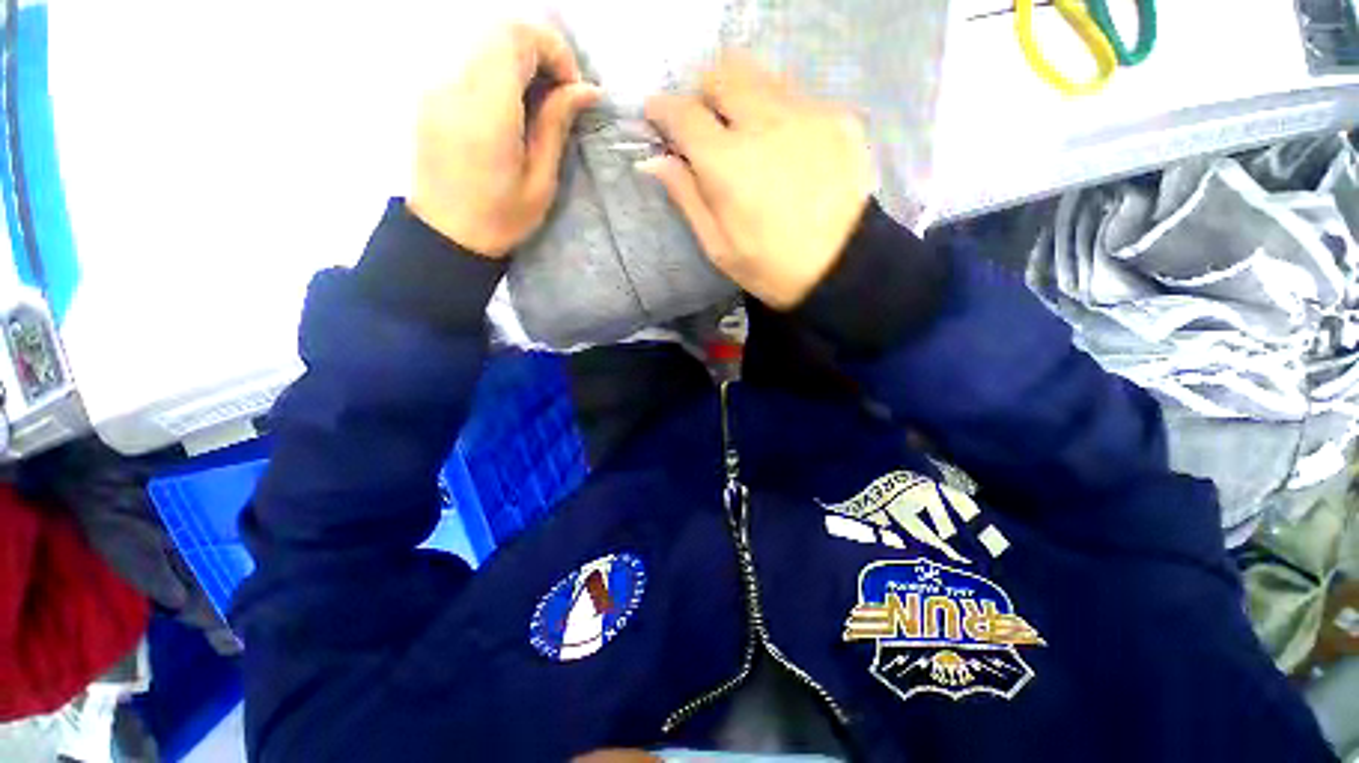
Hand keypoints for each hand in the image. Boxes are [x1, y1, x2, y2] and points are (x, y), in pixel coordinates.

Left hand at [408, 24, 600, 257]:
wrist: (445, 234)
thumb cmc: (500, 218)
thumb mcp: (540, 182)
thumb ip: (556, 126)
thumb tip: (587, 90)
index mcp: (487, 112)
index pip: (516, 39)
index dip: (553, 50)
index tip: (572, 87)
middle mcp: (455, 85)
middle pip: (499, 30)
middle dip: (539, 50)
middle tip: (559, 92)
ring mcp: (436, 85)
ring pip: (483, 41)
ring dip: (519, 59)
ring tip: (538, 100)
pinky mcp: (430, 93)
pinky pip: (468, 60)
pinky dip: (497, 69)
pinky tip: (511, 106)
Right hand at [640, 52, 871, 308]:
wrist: (841, 269)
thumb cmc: (770, 267)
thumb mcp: (717, 245)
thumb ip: (685, 197)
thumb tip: (653, 159)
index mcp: (727, 163)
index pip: (682, 112)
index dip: (662, 109)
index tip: (657, 117)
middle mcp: (764, 123)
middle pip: (722, 74)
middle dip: (705, 94)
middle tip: (708, 126)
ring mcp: (806, 114)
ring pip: (761, 76)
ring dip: (743, 97)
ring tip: (748, 135)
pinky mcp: (838, 117)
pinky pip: (797, 96)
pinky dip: (780, 112)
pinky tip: (787, 149)